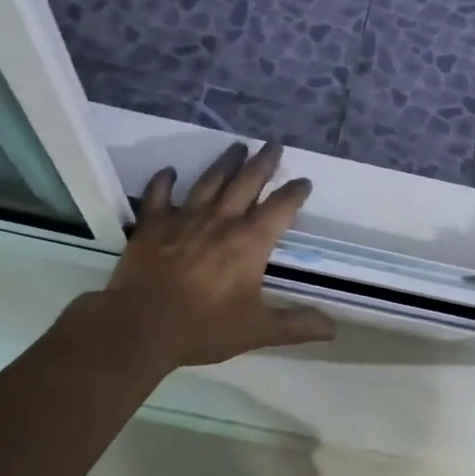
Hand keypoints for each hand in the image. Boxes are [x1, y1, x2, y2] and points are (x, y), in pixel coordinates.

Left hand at [88, 142, 335, 369]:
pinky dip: (164, 182)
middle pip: (247, 182)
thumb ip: (297, 325)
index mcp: (250, 242)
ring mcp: (184, 219)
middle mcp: (221, 221)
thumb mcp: (258, 330)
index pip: (281, 207)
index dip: (295, 192)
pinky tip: (169, 172)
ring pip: (209, 181)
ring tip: (237, 146)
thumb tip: (334, 327)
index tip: (303, 181)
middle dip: (263, 163)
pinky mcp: (153, 226)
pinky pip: (158, 196)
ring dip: (225, 162)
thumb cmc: (204, 327)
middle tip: (273, 145)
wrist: (140, 327)